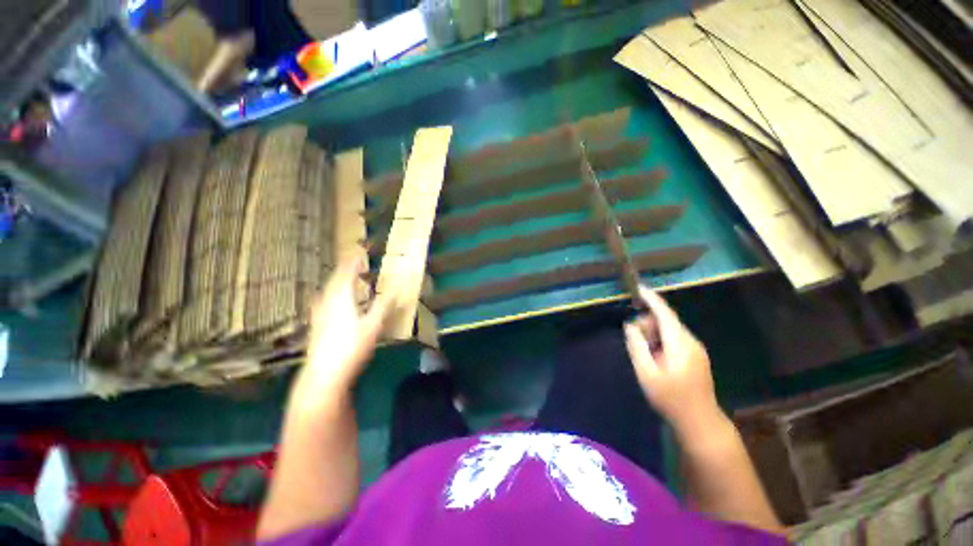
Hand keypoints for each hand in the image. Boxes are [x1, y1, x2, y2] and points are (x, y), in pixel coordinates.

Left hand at [296, 256, 392, 400]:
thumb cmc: (351, 347)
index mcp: (341, 297)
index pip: (346, 272)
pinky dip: (333, 293)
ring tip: (348, 278)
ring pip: (329, 289)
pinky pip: (325, 299)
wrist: (324, 374)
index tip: (360, 251)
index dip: (353, 261)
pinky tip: (334, 301)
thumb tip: (397, 288)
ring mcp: (319, 312)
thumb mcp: (373, 325)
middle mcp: (327, 300)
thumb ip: (384, 304)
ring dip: (339, 280)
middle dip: (345, 269)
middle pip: (335, 279)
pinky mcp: (316, 323)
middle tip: (356, 263)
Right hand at [623, 286, 725, 436]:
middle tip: (633, 336)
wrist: (700, 422)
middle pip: (667, 321)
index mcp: (680, 343)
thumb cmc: (670, 398)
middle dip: (648, 322)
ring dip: (654, 333)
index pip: (665, 313)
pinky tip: (654, 356)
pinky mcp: (696, 357)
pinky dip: (661, 340)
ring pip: (671, 330)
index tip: (638, 288)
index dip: (651, 299)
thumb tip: (630, 325)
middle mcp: (691, 342)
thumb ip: (637, 346)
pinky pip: (675, 339)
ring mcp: (696, 349)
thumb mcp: (646, 372)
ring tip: (643, 351)